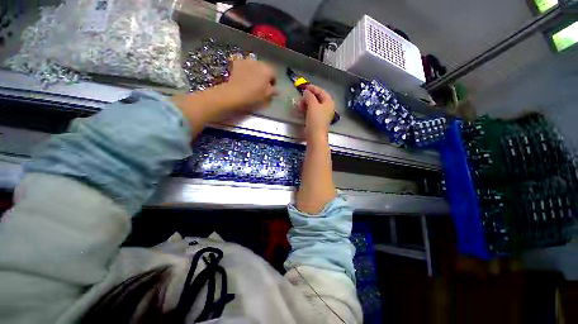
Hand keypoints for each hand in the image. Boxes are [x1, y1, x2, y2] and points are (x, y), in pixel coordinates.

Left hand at [221, 58, 277, 112]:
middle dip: (265, 74)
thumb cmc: (253, 96)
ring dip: (256, 70)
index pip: (274, 74)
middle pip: (265, 68)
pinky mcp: (237, 63)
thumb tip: (277, 90)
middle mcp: (259, 63)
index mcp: (268, 71)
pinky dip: (246, 68)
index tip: (271, 87)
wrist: (234, 94)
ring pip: (255, 65)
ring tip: (253, 79)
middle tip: (262, 84)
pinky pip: (245, 64)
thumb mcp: (266, 96)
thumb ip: (273, 91)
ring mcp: (247, 61)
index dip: (273, 81)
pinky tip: (244, 75)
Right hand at [299, 85, 334, 138]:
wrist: (315, 136)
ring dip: (306, 103)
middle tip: (301, 97)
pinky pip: (312, 111)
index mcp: (329, 102)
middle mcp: (327, 107)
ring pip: (314, 105)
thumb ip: (309, 96)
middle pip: (317, 98)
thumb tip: (306, 92)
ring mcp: (322, 114)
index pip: (321, 91)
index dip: (312, 88)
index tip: (303, 87)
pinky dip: (307, 109)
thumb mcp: (313, 105)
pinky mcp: (317, 120)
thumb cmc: (316, 120)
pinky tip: (301, 110)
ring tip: (300, 104)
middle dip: (308, 96)